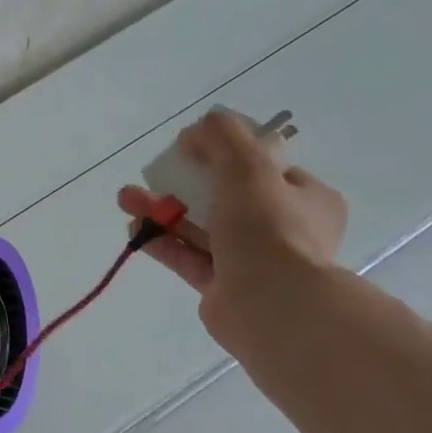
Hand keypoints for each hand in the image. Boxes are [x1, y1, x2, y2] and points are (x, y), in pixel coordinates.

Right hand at [118, 108, 346, 353]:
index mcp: (305, 199)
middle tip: (152, 171)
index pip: (265, 169)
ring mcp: (251, 260)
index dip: (226, 154)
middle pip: (226, 196)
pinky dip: (162, 241)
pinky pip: (188, 257)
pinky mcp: (221, 286)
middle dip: (183, 182)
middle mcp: (283, 229)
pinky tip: (133, 228)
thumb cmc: (268, 230)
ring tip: (126, 199)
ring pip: (201, 227)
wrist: (270, 306)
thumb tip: (199, 126)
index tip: (192, 148)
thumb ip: (223, 138)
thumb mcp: (249, 168)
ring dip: (163, 210)